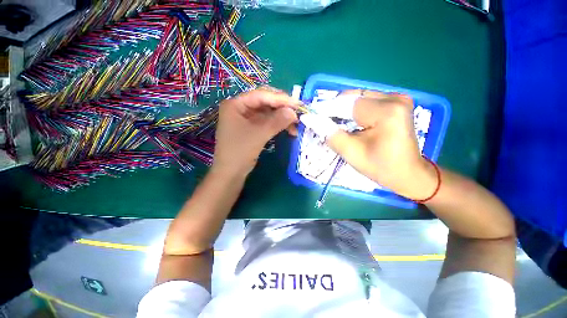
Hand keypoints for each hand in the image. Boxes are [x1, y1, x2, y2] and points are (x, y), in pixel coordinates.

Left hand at [213, 88, 298, 176]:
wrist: (231, 174)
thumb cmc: (240, 152)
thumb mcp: (259, 134)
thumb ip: (277, 121)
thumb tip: (294, 112)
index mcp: (236, 104)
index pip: (261, 95)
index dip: (280, 98)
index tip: (297, 104)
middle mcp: (240, 108)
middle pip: (265, 103)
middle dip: (282, 108)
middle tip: (297, 114)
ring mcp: (246, 119)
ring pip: (268, 113)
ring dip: (282, 118)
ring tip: (295, 126)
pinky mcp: (251, 129)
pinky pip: (267, 123)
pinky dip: (278, 125)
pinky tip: (288, 130)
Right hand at [300, 90, 436, 198]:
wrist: (409, 174)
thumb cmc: (381, 167)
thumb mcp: (351, 153)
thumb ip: (330, 134)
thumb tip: (309, 118)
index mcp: (386, 111)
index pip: (346, 103)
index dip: (326, 109)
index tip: (310, 116)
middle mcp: (394, 98)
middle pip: (352, 99)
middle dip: (334, 110)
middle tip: (321, 122)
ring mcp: (397, 98)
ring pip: (358, 99)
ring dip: (343, 111)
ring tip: (333, 124)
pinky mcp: (396, 103)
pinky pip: (367, 102)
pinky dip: (354, 111)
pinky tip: (348, 123)